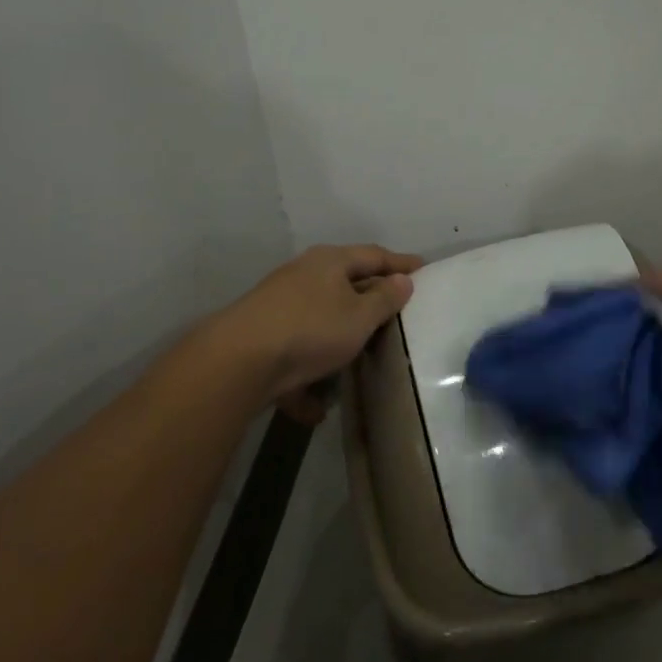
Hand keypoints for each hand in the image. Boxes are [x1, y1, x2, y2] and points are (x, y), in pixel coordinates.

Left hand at [212, 244, 422, 422]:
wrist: (238, 362)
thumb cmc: (311, 328)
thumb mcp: (359, 315)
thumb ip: (385, 298)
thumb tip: (401, 280)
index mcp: (329, 262)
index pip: (374, 255)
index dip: (400, 263)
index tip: (423, 269)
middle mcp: (303, 276)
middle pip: (345, 283)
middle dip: (369, 298)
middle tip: (397, 310)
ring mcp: (279, 306)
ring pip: (319, 319)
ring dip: (339, 338)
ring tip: (361, 357)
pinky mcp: (262, 339)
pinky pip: (296, 354)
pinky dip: (308, 377)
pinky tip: (317, 406)